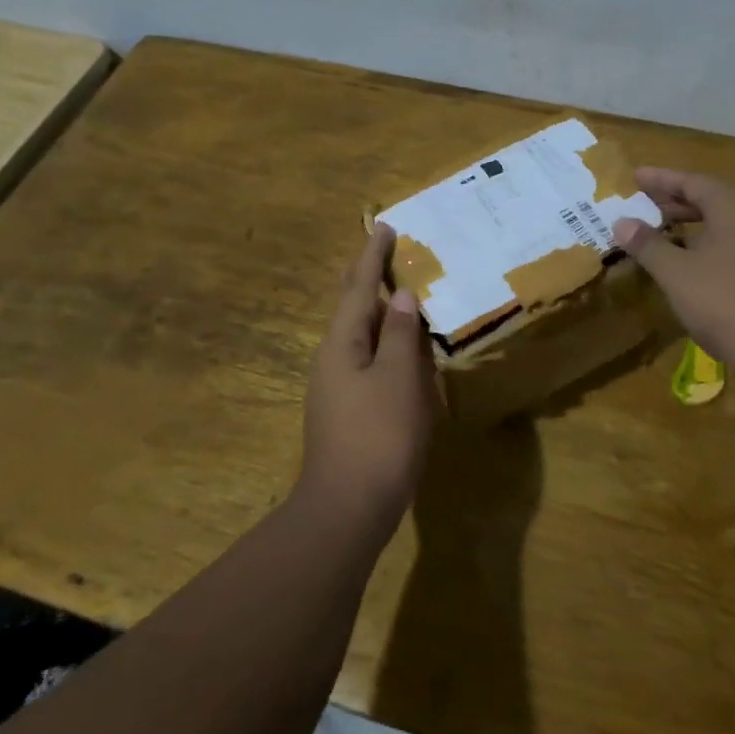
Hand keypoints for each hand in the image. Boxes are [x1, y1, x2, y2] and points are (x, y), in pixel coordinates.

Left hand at [300, 224, 439, 530]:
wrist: (349, 507)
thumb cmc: (379, 436)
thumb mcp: (399, 379)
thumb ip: (401, 335)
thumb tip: (402, 297)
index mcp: (342, 343)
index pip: (359, 287)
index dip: (373, 256)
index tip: (384, 226)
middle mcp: (332, 358)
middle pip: (353, 307)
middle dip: (369, 279)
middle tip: (388, 253)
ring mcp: (336, 387)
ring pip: (360, 335)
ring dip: (380, 312)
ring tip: (402, 295)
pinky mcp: (347, 410)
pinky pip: (367, 361)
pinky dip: (385, 343)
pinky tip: (401, 351)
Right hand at [614, 167, 734, 393]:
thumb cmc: (727, 303)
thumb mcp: (677, 274)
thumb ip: (648, 245)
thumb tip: (622, 221)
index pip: (692, 180)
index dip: (660, 179)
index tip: (634, 176)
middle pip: (713, 199)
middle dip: (677, 201)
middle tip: (645, 204)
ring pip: (728, 224)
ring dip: (695, 224)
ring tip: (666, 231)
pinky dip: (712, 244)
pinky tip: (697, 265)